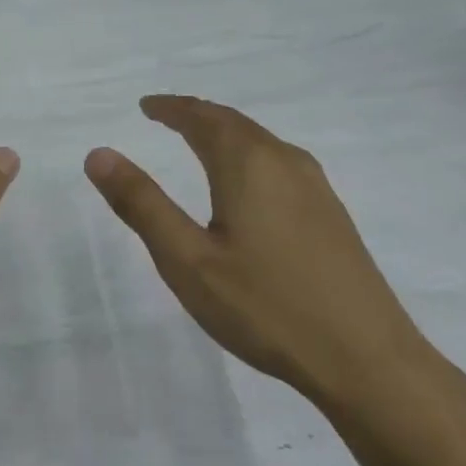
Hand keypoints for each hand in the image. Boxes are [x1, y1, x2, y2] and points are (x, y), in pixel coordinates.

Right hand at [84, 95, 425, 398]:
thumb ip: (142, 204)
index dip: (171, 108)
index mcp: (249, 164)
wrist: (366, 359)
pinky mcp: (332, 216)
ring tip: (200, 143)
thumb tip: (99, 154)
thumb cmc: (265, 307)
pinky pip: (280, 165)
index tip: (147, 106)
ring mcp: (316, 188)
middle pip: (235, 124)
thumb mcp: (187, 260)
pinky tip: (248, 186)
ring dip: (226, 135)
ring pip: (262, 143)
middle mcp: (286, 162)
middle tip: (167, 118)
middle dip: (198, 116)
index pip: (203, 118)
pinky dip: (250, 157)